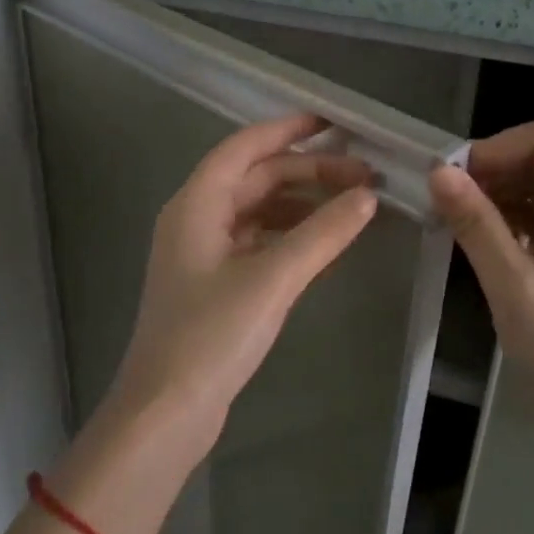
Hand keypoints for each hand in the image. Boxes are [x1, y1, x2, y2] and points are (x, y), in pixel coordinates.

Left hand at [106, 114, 378, 458]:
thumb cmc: (211, 336)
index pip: (244, 148)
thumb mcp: (272, 279)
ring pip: (258, 211)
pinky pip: (257, 242)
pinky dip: (289, 235)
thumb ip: (322, 234)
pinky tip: (322, 244)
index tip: (332, 123)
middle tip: (364, 177)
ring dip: (301, 204)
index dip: (287, 130)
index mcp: (196, 204)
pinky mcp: (213, 284)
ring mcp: (202, 254)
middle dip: (308, 172)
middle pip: (256, 179)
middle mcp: (195, 219)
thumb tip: (367, 196)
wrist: (166, 411)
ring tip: (351, 207)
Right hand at [430, 116, 533, 454]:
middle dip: (494, 171)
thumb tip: (438, 172)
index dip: (498, 147)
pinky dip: (512, 224)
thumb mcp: (514, 287)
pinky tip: (479, 240)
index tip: (453, 176)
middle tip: (445, 197)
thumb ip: (476, 224)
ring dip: (500, 197)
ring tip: (454, 217)